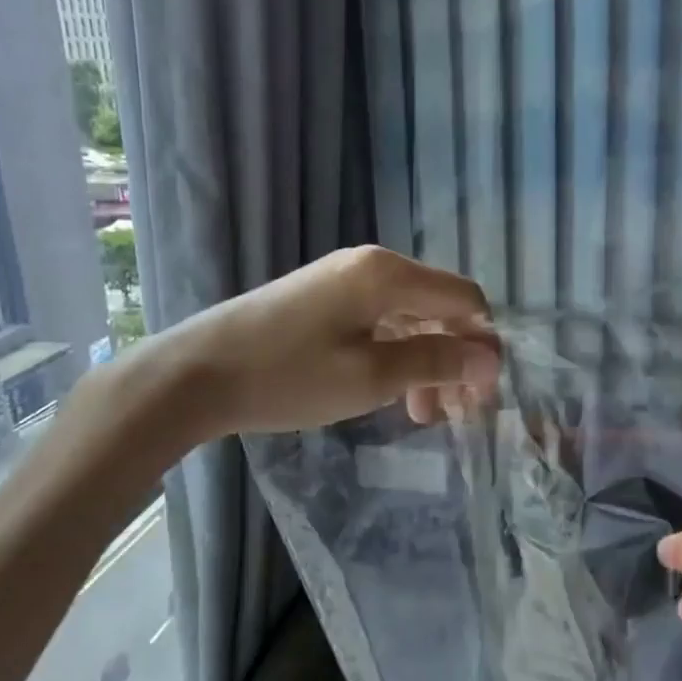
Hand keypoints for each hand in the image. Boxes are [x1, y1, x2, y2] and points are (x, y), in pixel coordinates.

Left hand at [141, 246, 500, 436]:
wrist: (194, 374)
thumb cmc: (287, 376)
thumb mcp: (370, 376)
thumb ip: (435, 361)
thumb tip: (487, 357)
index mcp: (388, 274)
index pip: (464, 298)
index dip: (483, 343)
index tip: (483, 395)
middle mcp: (371, 265)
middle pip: (438, 307)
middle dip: (454, 358)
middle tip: (456, 414)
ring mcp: (343, 279)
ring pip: (409, 317)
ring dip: (425, 362)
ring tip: (422, 415)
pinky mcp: (322, 298)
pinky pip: (379, 320)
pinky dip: (395, 354)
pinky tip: (391, 391)